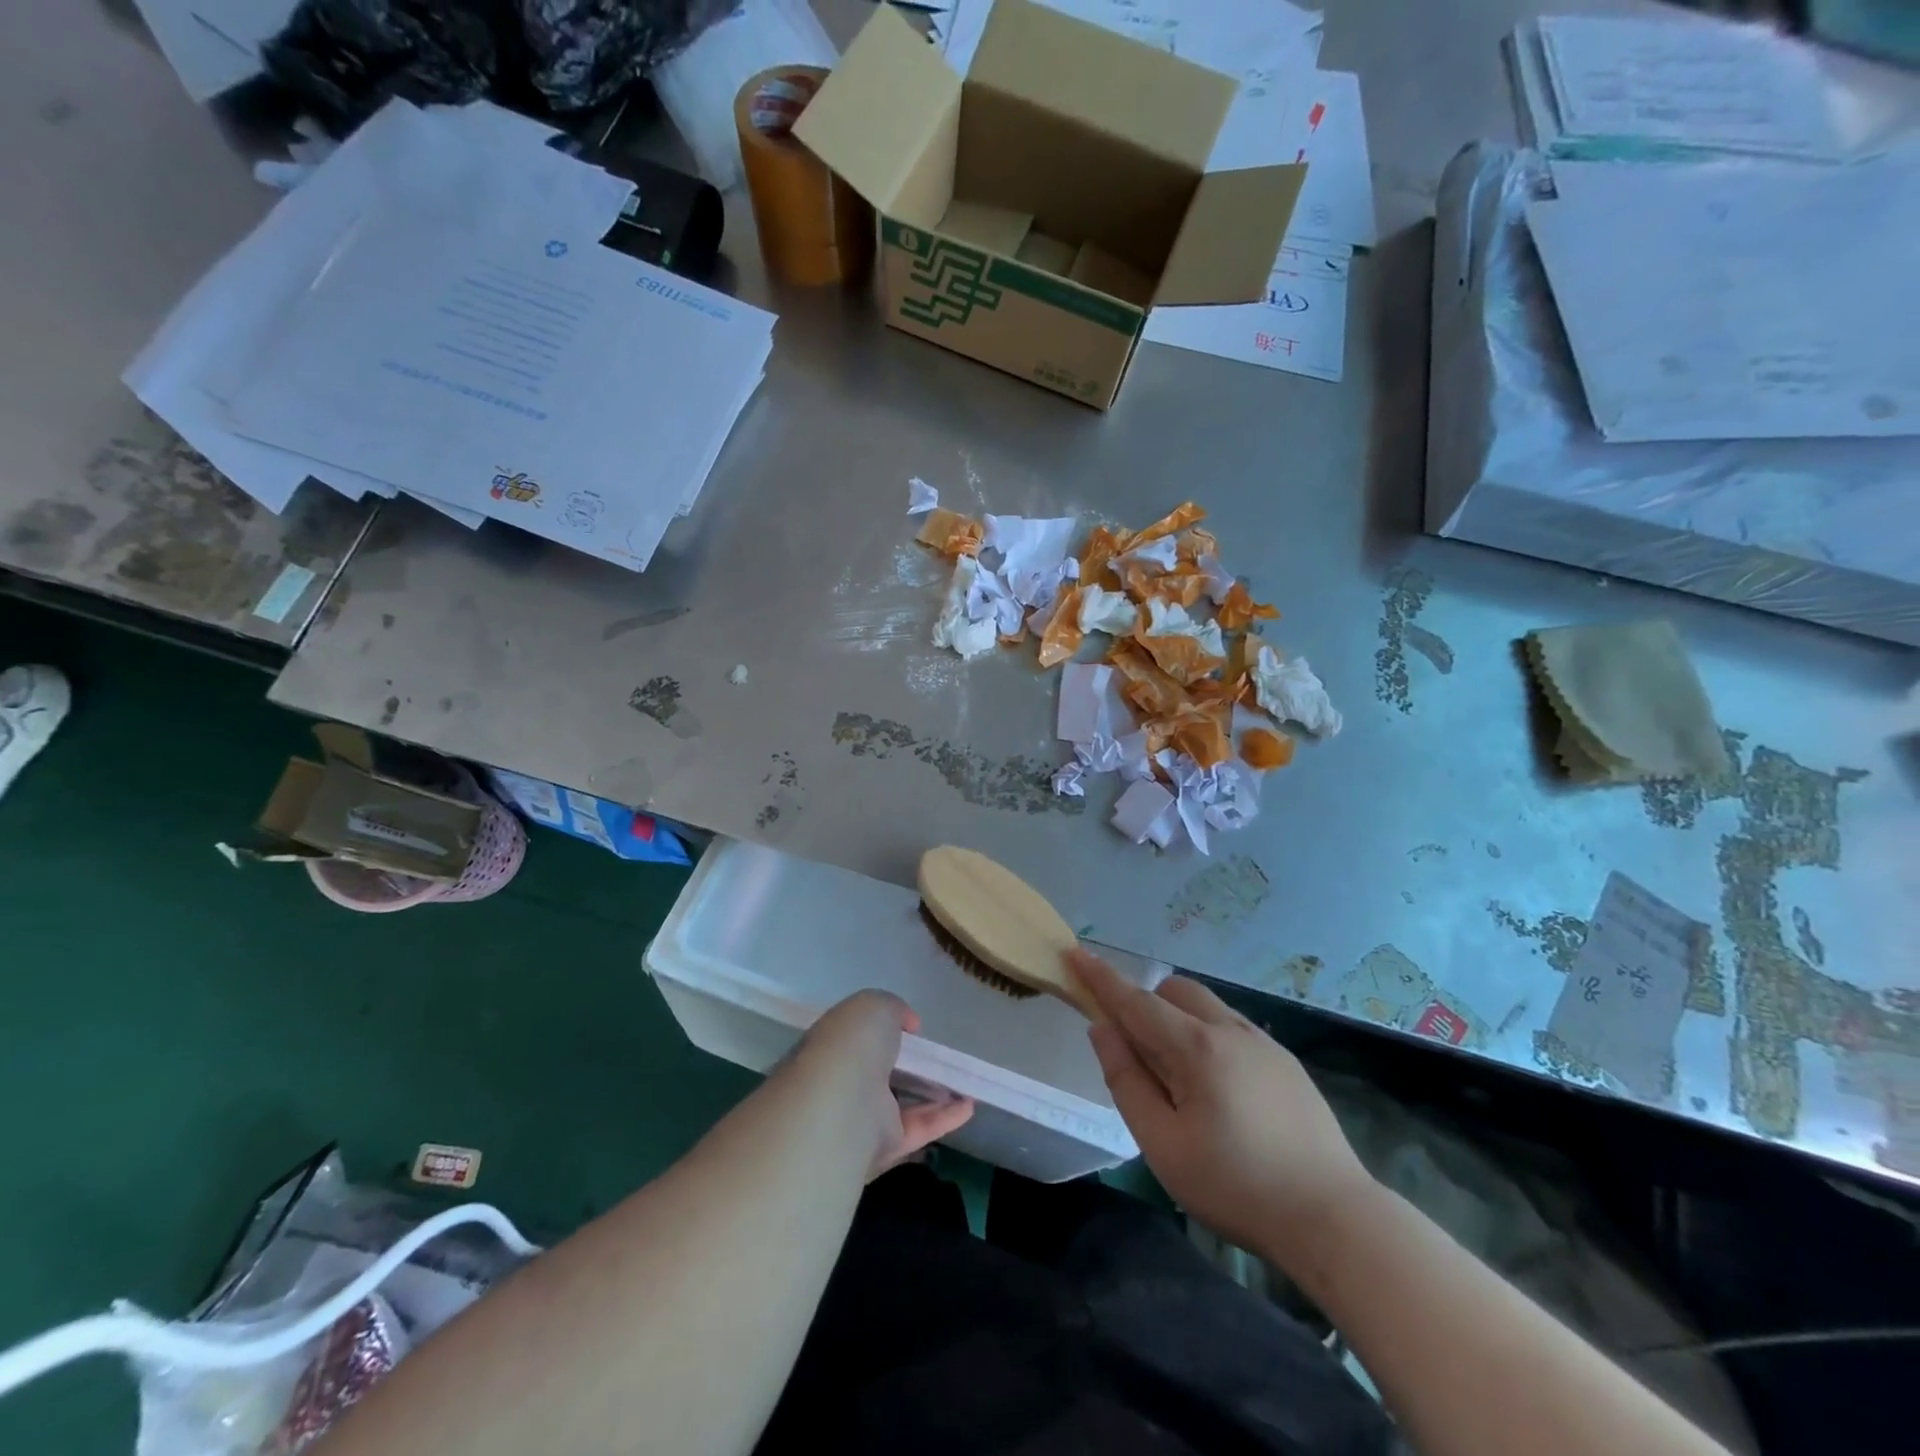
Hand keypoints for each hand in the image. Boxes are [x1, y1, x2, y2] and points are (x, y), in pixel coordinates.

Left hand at [789, 991, 974, 1180]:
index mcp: (833, 1045)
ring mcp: (862, 1117)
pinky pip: (918, 1129)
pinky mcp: (883, 1147)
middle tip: (936, 1058)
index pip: (856, 1039)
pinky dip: (945, 1118)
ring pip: (901, 1105)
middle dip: (906, 1066)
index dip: (881, 1032)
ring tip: (963, 1082)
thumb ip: (894, 1010)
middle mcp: (843, 1082)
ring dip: (932, 1094)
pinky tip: (969, 1105)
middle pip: (879, 1074)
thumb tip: (908, 1025)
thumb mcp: (875, 1006)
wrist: (841, 1104)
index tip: (910, 1029)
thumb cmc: (853, 1044)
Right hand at [1069, 949, 1373, 1262]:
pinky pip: (1231, 1028)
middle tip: (1140, 1056)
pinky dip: (1208, 1037)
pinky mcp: (1286, 1061)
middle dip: (1145, 1004)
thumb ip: (1126, 1081)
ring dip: (1179, 1020)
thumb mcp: (1163, 1144)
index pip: (1135, 1000)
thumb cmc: (1236, 1187)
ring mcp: (1263, 1042)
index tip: (1076, 952)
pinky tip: (1222, 1093)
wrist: (1334, 1218)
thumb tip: (1102, 1030)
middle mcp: (1230, 1030)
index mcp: (1196, 1047)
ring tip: (1183, 1083)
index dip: (1101, 977)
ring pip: (1205, 1006)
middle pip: (1174, 990)